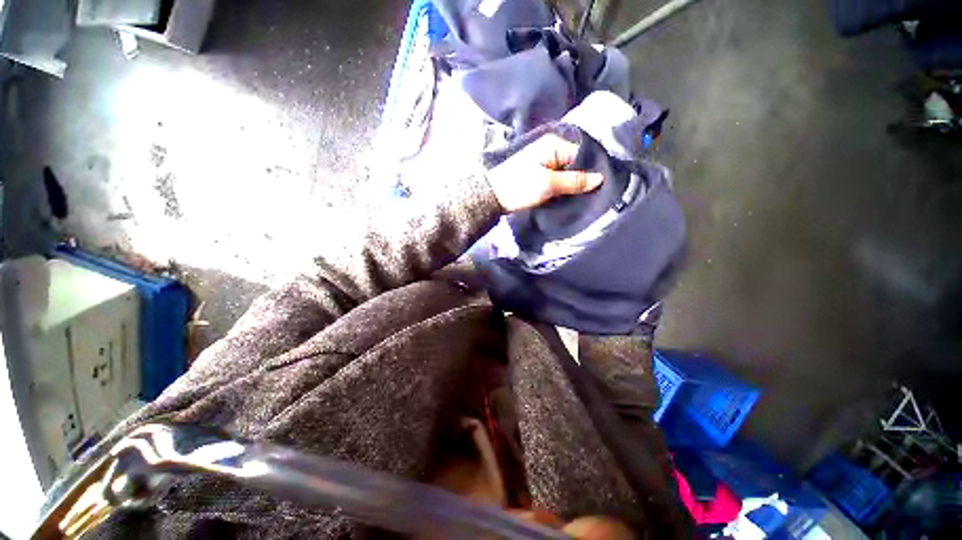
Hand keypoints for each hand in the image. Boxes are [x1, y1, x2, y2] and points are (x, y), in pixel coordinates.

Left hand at [487, 135, 604, 211]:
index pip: (581, 153)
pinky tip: (568, 195)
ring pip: (566, 172)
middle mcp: (550, 148)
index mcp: (554, 144)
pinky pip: (557, 177)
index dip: (591, 169)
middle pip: (574, 163)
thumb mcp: (548, 184)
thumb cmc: (520, 187)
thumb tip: (600, 178)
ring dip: (572, 183)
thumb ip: (574, 181)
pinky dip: (562, 186)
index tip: (600, 185)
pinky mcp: (539, 173)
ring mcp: (544, 161)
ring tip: (583, 195)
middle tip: (592, 193)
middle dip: (583, 177)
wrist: (493, 197)